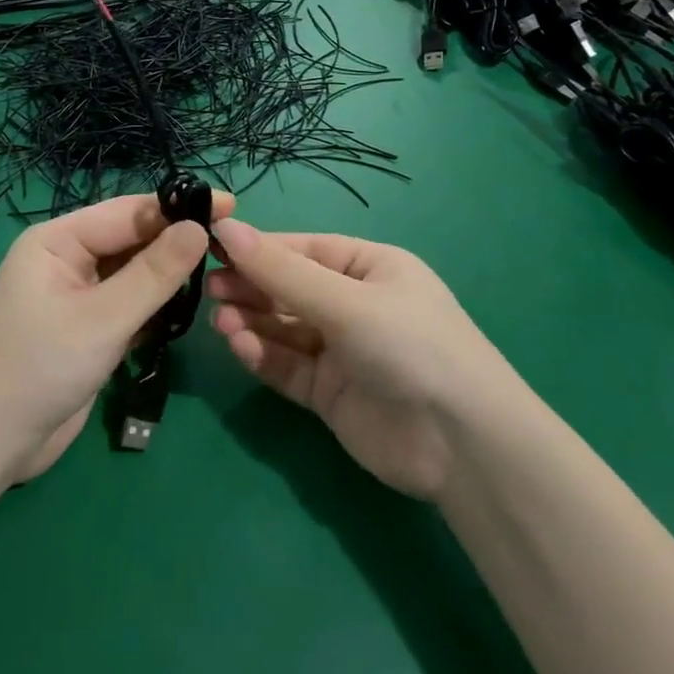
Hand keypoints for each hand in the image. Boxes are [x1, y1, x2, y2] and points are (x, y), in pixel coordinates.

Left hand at [0, 191, 233, 483]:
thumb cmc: (40, 369)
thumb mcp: (103, 319)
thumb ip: (154, 273)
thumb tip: (200, 228)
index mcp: (57, 241)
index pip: (127, 212)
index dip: (178, 207)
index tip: (231, 206)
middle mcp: (65, 259)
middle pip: (131, 239)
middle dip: (176, 241)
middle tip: (232, 244)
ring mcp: (75, 295)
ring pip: (132, 272)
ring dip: (168, 275)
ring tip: (220, 272)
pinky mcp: (86, 328)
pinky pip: (127, 302)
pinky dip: (154, 305)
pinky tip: (186, 309)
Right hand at [207, 219, 505, 500]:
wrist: (462, 445)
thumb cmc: (410, 346)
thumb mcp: (346, 301)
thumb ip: (283, 272)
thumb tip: (226, 227)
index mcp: (371, 268)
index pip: (304, 250)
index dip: (260, 247)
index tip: (212, 245)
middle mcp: (355, 305)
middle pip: (290, 288)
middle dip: (251, 286)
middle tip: (210, 288)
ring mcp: (341, 351)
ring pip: (284, 328)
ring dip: (252, 321)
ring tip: (221, 321)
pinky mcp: (329, 393)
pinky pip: (288, 366)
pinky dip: (263, 355)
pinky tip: (241, 347)